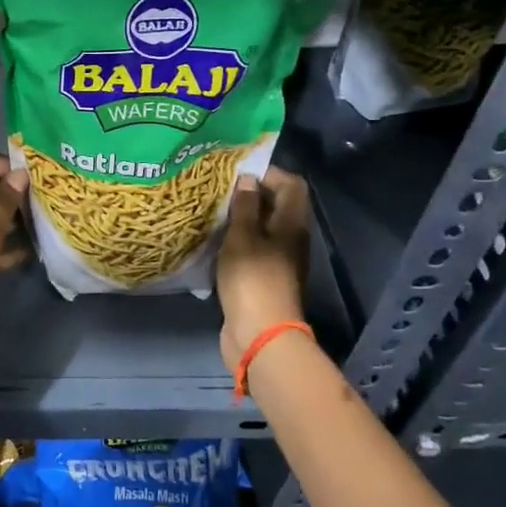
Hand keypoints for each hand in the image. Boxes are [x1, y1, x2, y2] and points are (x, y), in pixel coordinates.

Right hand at [217, 166, 310, 373]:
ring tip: (214, 211)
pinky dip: (239, 240)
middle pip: (278, 205)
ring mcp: (279, 260)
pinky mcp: (265, 277)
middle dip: (252, 194)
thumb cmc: (252, 279)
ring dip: (243, 218)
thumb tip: (249, 179)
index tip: (238, 171)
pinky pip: (254, 248)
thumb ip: (245, 206)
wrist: (260, 334)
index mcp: (292, 224)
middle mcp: (291, 238)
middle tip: (220, 189)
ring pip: (264, 228)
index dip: (269, 172)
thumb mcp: (243, 237)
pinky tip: (216, 240)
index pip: (292, 184)